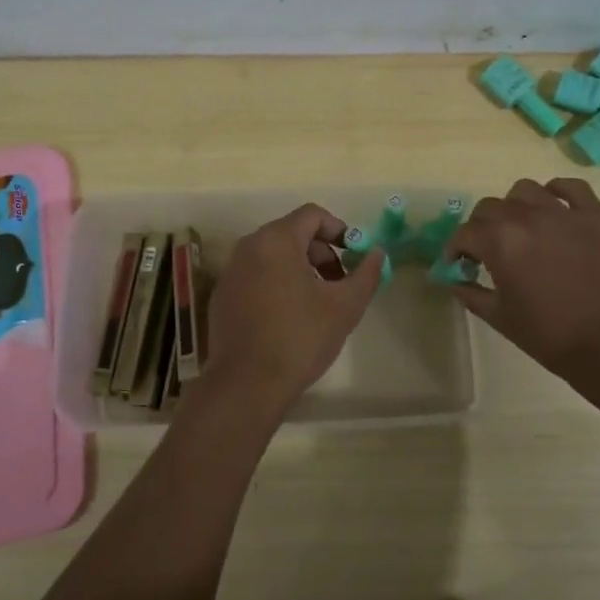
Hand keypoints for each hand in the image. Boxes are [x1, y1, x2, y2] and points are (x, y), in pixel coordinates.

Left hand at [199, 203, 385, 420]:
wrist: (246, 384)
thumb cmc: (299, 338)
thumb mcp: (344, 307)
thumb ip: (366, 274)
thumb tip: (376, 253)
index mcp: (275, 240)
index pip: (312, 215)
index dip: (339, 230)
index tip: (354, 256)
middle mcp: (248, 247)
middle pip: (292, 233)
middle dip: (321, 252)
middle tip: (339, 283)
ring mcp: (230, 271)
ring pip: (273, 255)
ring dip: (300, 268)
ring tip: (317, 302)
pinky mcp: (222, 296)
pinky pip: (255, 275)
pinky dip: (276, 283)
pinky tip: (288, 317)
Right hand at [444, 178, 599, 390]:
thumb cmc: (550, 335)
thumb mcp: (499, 318)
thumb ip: (471, 293)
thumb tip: (454, 280)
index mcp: (499, 242)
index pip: (464, 233)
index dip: (455, 248)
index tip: (458, 262)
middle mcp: (527, 218)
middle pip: (490, 207)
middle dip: (481, 227)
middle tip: (487, 249)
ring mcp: (563, 213)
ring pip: (526, 190)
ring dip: (515, 206)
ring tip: (520, 227)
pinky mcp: (595, 216)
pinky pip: (572, 187)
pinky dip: (558, 191)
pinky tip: (554, 208)